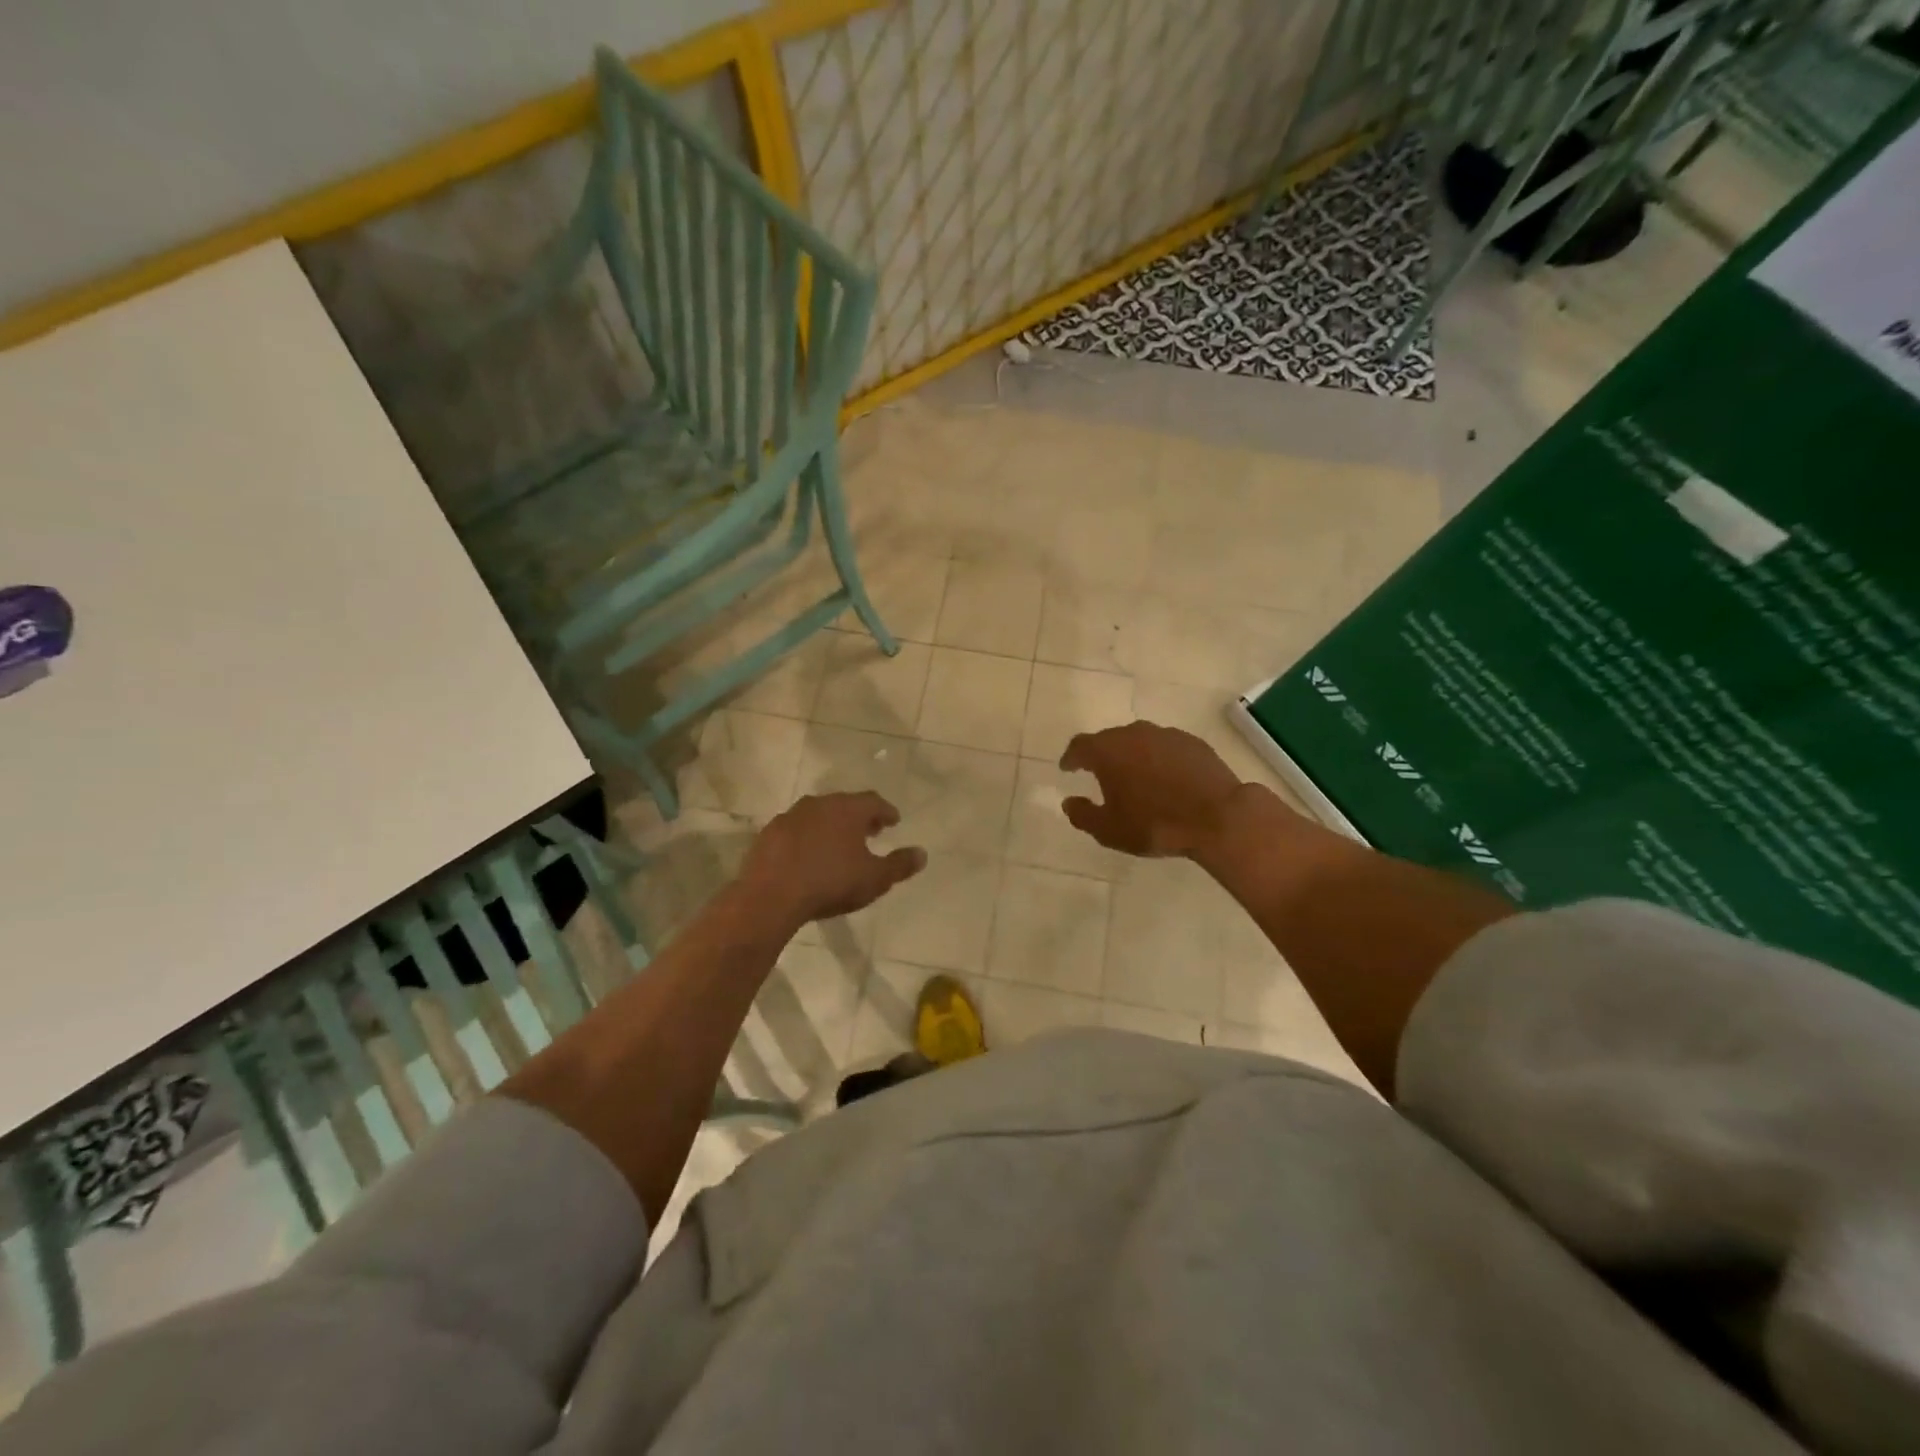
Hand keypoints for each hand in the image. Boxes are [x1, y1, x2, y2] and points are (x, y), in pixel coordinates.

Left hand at [740, 792, 925, 929]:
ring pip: (818, 814)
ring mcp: (791, 816)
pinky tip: (808, 855)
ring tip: (839, 843)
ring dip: (831, 825)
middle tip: (869, 831)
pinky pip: (796, 830)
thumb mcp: (874, 879)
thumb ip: (899, 865)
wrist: (770, 896)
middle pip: (845, 804)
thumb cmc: (831, 882)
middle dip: (859, 816)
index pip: (874, 801)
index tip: (893, 821)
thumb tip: (922, 853)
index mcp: (848, 809)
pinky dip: (807, 837)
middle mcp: (820, 804)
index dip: (886, 811)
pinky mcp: (768, 834)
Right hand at [1059, 721, 1259, 858]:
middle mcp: (1134, 734)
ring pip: (1140, 740)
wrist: (1218, 818)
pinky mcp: (1193, 743)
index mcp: (1108, 751)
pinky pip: (1166, 747)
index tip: (1067, 768)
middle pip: (1109, 739)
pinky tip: (1165, 778)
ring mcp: (1167, 735)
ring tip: (1134, 776)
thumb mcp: (1110, 830)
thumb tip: (1069, 802)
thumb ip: (1083, 815)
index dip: (1071, 758)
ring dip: (1132, 755)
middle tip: (1099, 773)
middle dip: (1101, 754)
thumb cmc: (1155, 824)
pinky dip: (1158, 759)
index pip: (1080, 746)